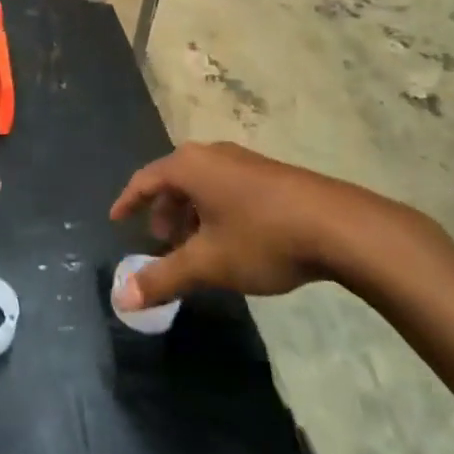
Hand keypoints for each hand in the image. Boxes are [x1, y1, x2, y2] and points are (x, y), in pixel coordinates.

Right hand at [108, 141, 425, 310]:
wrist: (337, 226)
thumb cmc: (262, 237)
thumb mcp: (208, 263)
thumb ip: (163, 278)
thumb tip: (121, 299)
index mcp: (190, 166)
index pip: (145, 179)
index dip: (128, 201)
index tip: (116, 219)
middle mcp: (212, 154)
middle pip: (174, 180)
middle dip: (163, 212)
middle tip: (161, 243)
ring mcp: (243, 161)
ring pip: (202, 185)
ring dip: (190, 214)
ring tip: (195, 248)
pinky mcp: (268, 174)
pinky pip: (225, 187)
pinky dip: (214, 210)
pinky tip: (230, 241)